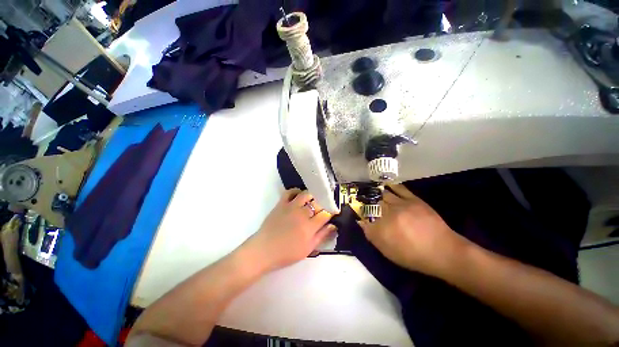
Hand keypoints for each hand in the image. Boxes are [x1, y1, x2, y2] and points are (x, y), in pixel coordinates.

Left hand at [243, 189, 336, 272]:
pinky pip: (290, 192)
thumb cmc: (287, 253)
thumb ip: (322, 236)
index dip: (331, 212)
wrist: (264, 250)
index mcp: (310, 227)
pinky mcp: (281, 203)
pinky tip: (299, 195)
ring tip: (313, 200)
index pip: (325, 214)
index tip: (332, 212)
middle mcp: (302, 214)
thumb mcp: (308, 249)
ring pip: (306, 194)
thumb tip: (333, 225)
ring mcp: (291, 207)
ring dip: (312, 196)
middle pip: (318, 203)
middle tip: (323, 207)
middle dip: (323, 204)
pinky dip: (296, 191)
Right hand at [358, 184, 466, 275]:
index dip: (358, 210)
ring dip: (375, 192)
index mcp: (381, 228)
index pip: (364, 215)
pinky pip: (399, 189)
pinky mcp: (413, 200)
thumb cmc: (412, 255)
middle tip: (360, 197)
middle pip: (372, 202)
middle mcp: (388, 213)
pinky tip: (386, 184)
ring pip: (383, 194)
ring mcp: (401, 204)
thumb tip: (360, 221)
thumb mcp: (387, 251)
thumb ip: (371, 235)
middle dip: (365, 199)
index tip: (355, 208)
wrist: (442, 251)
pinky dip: (391, 186)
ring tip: (369, 189)